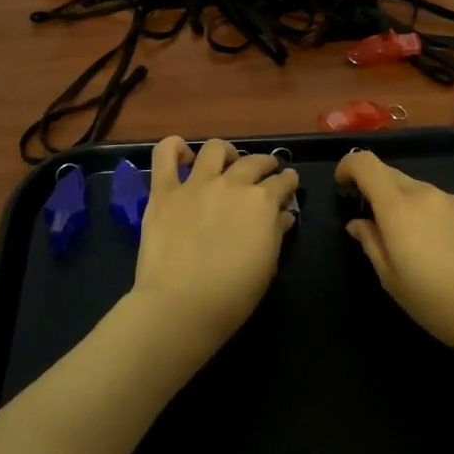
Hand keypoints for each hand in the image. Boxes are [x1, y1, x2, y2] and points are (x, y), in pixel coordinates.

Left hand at [129, 137, 298, 359]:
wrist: (180, 305)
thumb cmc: (231, 295)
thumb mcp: (267, 266)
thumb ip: (276, 233)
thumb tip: (283, 215)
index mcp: (261, 202)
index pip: (282, 182)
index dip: (288, 181)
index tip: (288, 183)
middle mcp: (232, 184)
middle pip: (253, 161)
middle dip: (264, 164)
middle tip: (265, 172)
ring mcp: (196, 184)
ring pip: (215, 149)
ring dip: (226, 152)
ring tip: (226, 162)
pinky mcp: (164, 192)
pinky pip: (165, 156)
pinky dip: (174, 148)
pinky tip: (183, 154)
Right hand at [335, 149, 453, 370]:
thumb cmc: (438, 303)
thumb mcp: (391, 280)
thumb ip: (370, 243)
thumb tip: (359, 223)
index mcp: (398, 208)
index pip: (365, 163)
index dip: (348, 167)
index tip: (343, 187)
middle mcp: (425, 194)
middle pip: (391, 174)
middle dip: (375, 190)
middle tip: (375, 223)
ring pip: (419, 191)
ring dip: (407, 206)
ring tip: (416, 245)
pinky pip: (444, 204)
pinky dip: (433, 216)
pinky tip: (447, 250)